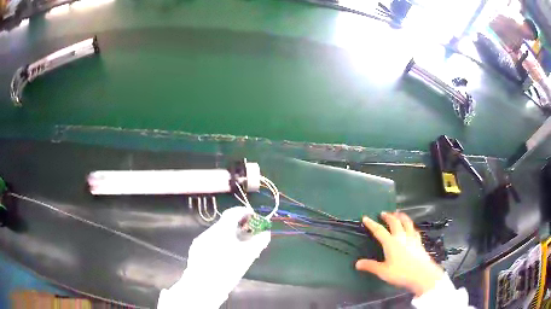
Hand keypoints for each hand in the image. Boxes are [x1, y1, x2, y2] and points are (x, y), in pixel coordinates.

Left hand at [158, 207, 269, 308]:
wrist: (203, 287)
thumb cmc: (227, 269)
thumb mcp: (247, 256)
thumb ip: (258, 242)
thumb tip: (266, 233)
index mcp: (220, 230)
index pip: (233, 213)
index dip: (245, 212)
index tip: (254, 217)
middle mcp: (208, 232)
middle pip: (225, 224)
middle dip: (239, 226)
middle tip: (251, 234)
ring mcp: (200, 242)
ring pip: (218, 234)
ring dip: (230, 236)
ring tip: (240, 247)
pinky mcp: (196, 252)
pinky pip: (211, 243)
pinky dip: (221, 244)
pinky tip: (226, 256)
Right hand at [355, 212, 443, 296]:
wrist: (421, 274)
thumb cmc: (401, 273)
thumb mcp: (383, 272)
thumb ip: (371, 266)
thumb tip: (357, 263)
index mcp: (391, 242)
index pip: (379, 230)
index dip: (371, 224)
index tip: (365, 217)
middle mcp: (401, 236)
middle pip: (395, 222)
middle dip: (388, 216)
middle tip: (383, 213)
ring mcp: (412, 238)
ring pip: (407, 222)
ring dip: (401, 216)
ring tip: (398, 213)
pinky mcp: (419, 242)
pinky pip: (414, 230)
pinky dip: (410, 226)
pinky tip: (411, 228)